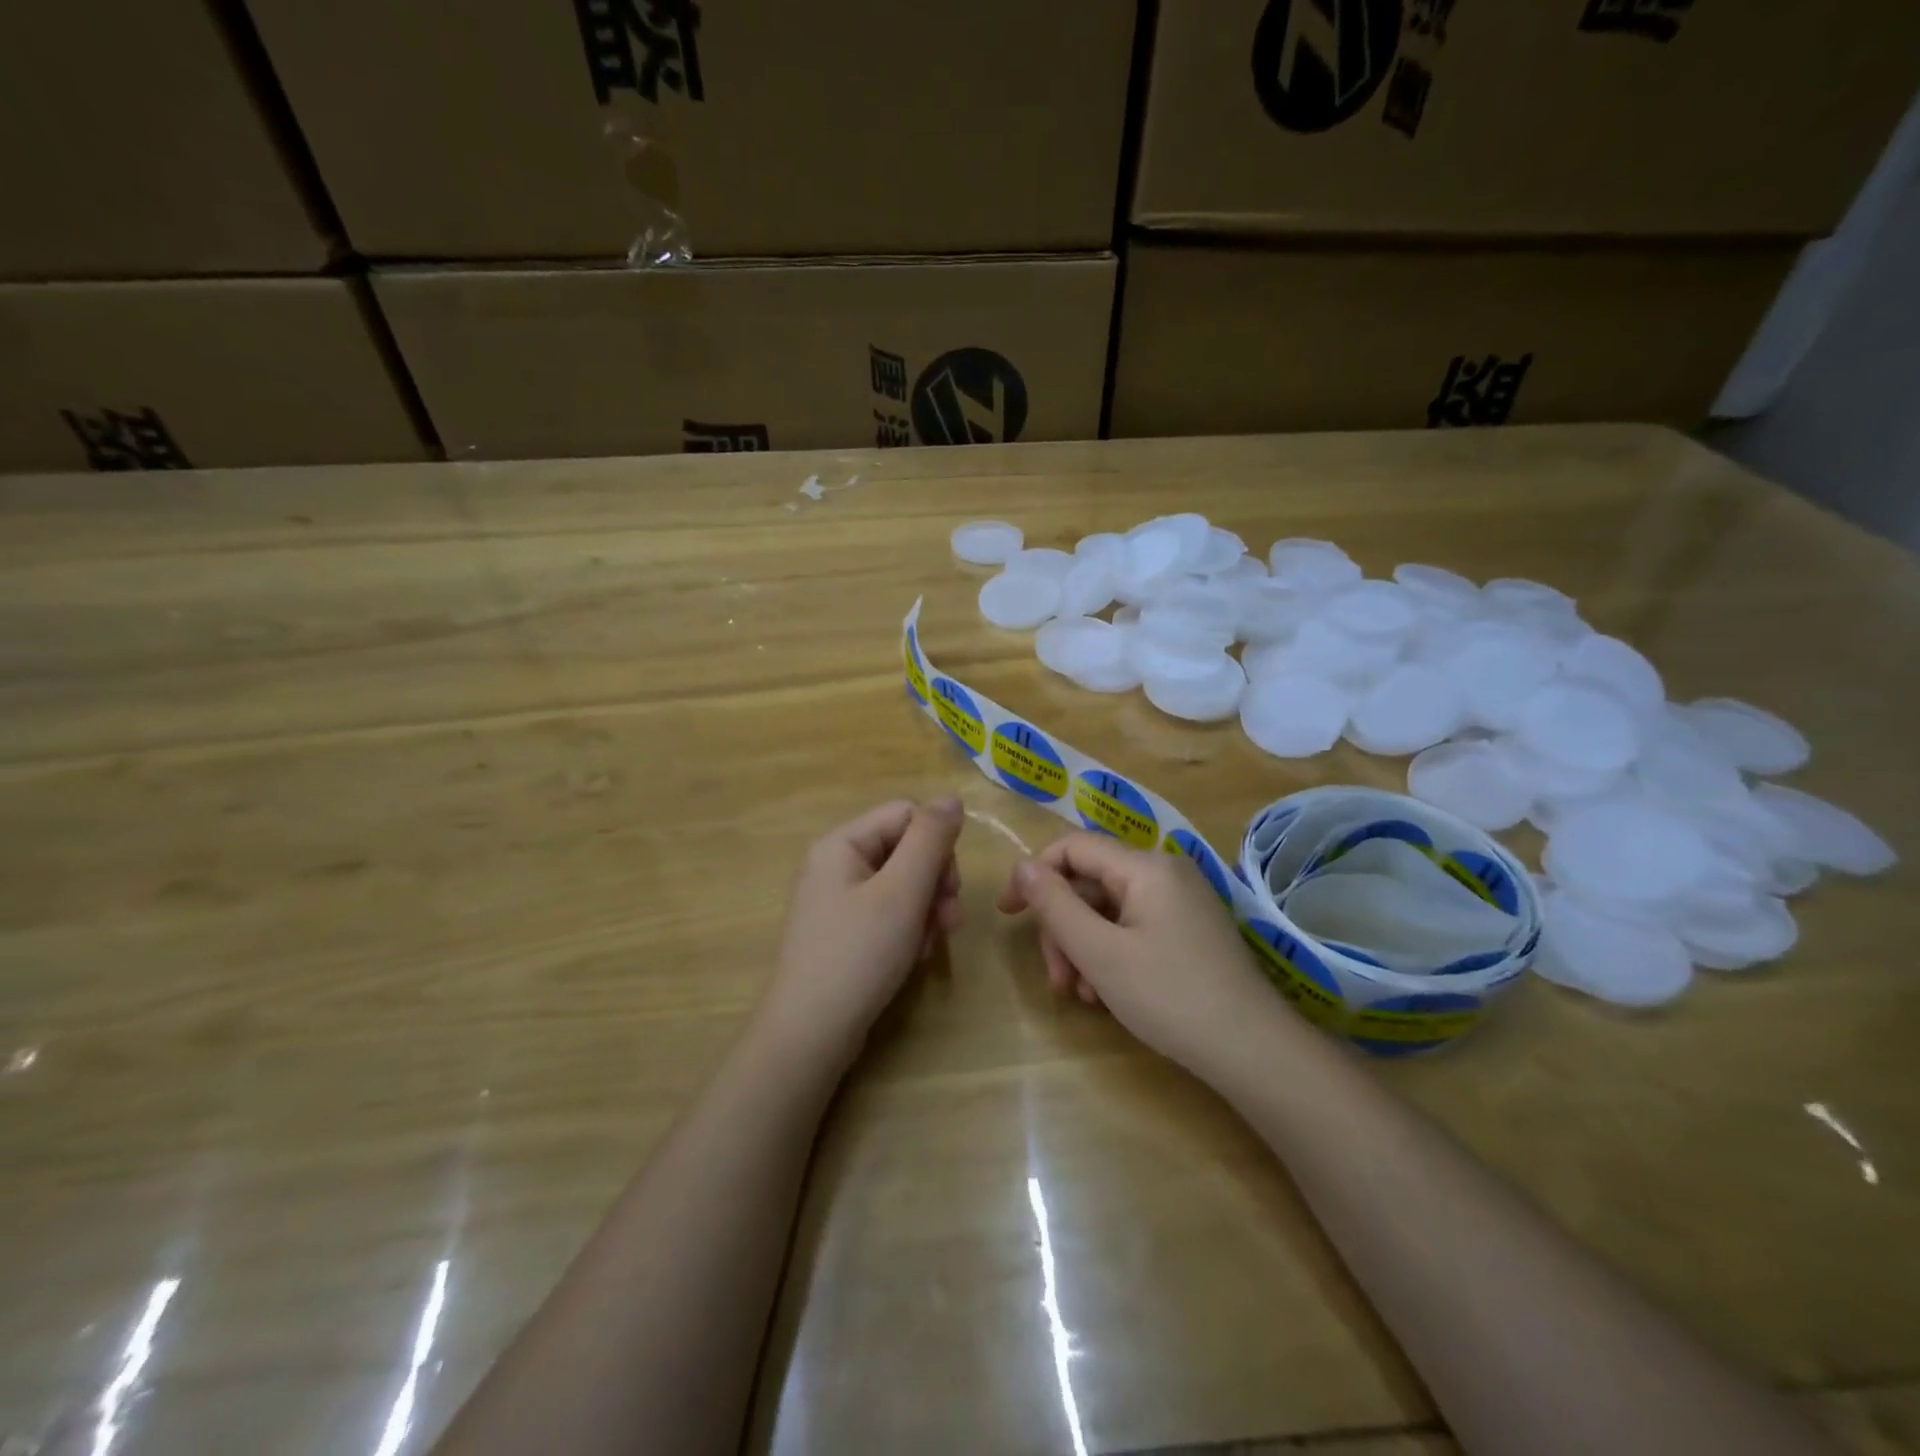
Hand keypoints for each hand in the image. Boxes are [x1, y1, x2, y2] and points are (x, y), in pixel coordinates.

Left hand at [760, 798, 963, 1071]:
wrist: (810, 1035)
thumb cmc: (858, 955)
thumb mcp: (902, 892)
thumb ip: (930, 840)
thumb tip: (952, 798)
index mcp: (842, 843)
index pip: (908, 815)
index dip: (938, 845)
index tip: (950, 887)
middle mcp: (837, 863)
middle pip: (907, 849)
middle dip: (935, 882)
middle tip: (947, 922)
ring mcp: (838, 899)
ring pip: (903, 883)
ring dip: (927, 910)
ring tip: (930, 945)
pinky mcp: (845, 931)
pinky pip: (889, 912)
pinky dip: (909, 929)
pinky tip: (915, 957)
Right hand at [997, 832, 1285, 1081]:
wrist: (1254, 1051)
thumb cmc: (1170, 996)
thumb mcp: (1100, 952)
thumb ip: (1055, 905)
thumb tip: (1022, 866)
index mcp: (1145, 866)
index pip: (1073, 847)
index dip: (1034, 875)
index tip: (1008, 915)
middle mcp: (1165, 872)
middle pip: (1091, 884)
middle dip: (1064, 928)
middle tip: (1056, 980)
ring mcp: (1182, 902)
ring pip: (1110, 910)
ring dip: (1085, 948)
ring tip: (1083, 996)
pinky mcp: (1191, 930)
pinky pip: (1135, 927)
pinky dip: (1112, 954)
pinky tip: (1109, 996)